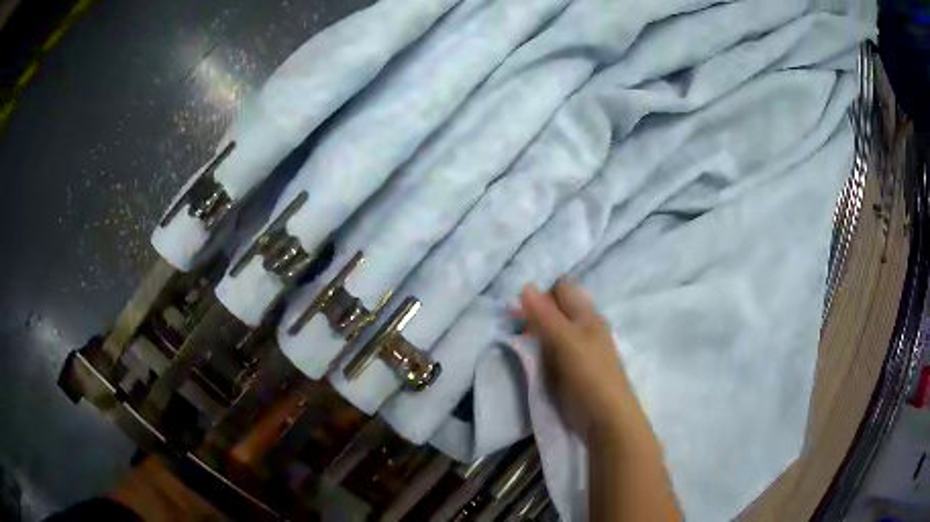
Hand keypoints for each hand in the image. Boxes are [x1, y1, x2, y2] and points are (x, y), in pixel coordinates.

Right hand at [518, 278, 642, 442]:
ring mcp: (577, 349)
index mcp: (587, 315)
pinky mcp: (571, 368)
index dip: (540, 293)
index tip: (518, 309)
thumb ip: (545, 316)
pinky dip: (539, 349)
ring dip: (534, 332)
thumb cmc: (589, 375)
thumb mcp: (566, 342)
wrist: (604, 417)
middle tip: (513, 326)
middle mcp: (583, 327)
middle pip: (555, 309)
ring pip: (551, 330)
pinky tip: (530, 357)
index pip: (561, 289)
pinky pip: (551, 350)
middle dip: (533, 313)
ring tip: (518, 341)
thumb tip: (525, 286)